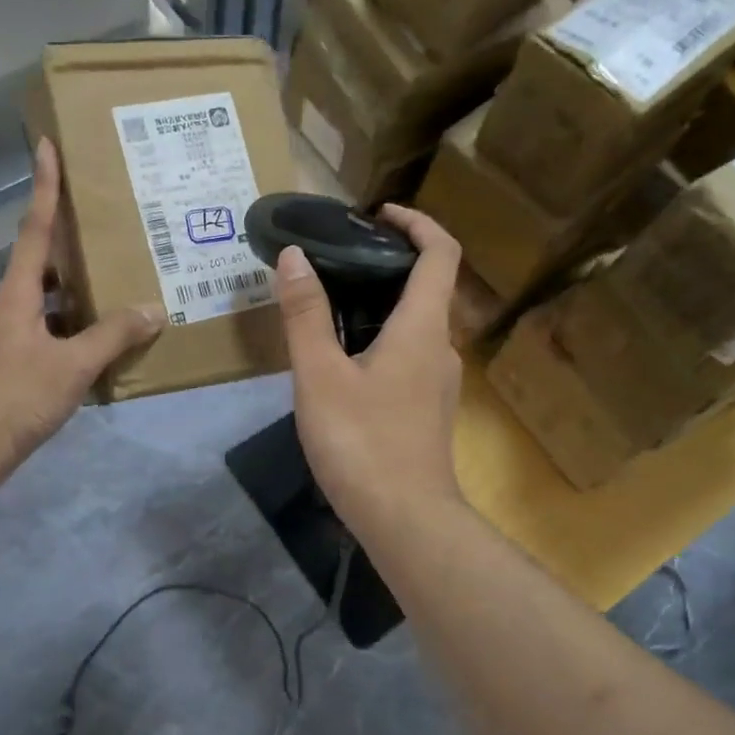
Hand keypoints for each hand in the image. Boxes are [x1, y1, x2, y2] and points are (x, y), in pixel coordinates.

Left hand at [0, 140, 162, 481]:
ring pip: (50, 295)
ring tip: (118, 274)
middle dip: (69, 235)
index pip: (35, 228)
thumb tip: (155, 309)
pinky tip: (106, 334)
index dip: (44, 187)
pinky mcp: (19, 359)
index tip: (47, 146)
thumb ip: (114, 335)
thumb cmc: (17, 394)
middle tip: (106, 219)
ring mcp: (14, 333)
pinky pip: (54, 326)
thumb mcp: (72, 364)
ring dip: (78, 283)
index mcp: (20, 291)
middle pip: (42, 257)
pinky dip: (78, 322)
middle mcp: (13, 303)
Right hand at [276, 203, 464, 540]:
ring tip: (329, 305)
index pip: (441, 253)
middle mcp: (439, 347)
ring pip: (415, 325)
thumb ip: (305, 314)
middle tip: (336, 260)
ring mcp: (437, 383)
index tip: (379, 214)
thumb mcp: (320, 375)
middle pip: (427, 287)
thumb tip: (293, 256)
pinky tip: (342, 360)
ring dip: (381, 304)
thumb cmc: (362, 442)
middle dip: (388, 263)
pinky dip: (381, 338)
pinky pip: (408, 356)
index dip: (417, 222)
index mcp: (422, 328)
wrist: (405, 520)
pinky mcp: (426, 410)